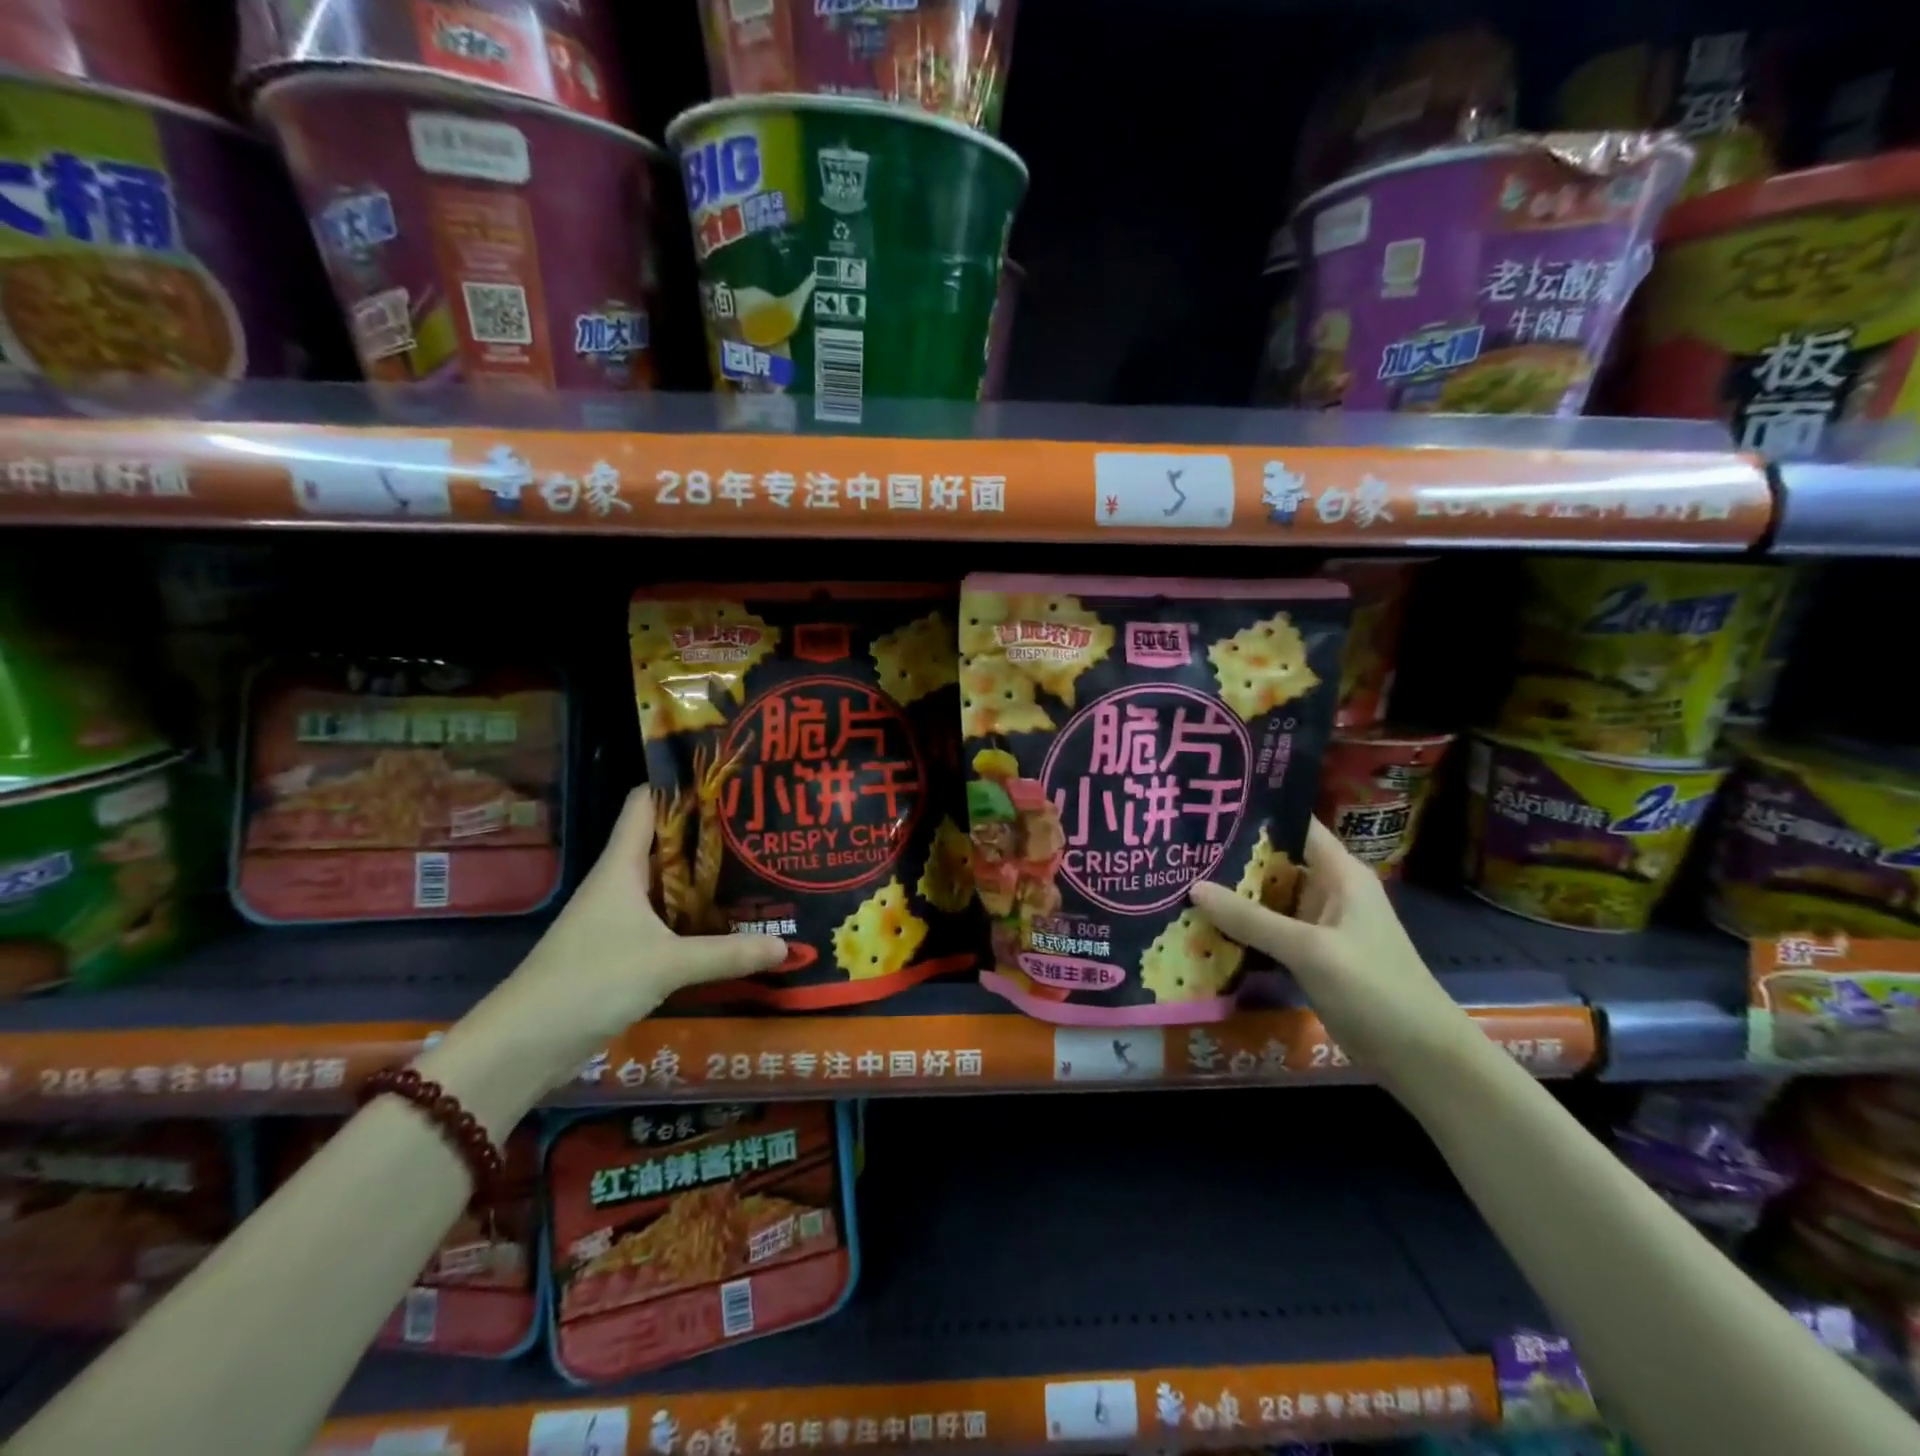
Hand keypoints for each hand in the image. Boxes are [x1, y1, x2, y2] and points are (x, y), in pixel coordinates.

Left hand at [494, 789, 785, 1072]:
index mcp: (621, 867)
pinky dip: (694, 916)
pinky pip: (666, 920)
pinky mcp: (621, 951)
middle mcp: (620, 884)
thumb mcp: (667, 963)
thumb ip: (728, 954)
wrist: (526, 1044)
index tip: (725, 778)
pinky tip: (728, 922)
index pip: (645, 803)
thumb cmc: (591, 981)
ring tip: (756, 867)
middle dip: (707, 833)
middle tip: (759, 825)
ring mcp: (618, 918)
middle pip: (665, 842)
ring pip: (668, 884)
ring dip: (704, 877)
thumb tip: (786, 945)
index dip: (680, 784)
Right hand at [1190, 819, 1471, 1070]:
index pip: (1295, 825)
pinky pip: (1269, 929)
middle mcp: (1329, 890)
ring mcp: (1319, 924)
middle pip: (1274, 861)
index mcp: (1340, 873)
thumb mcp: (1309, 949)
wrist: (1420, 1057)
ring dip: (1232, 893)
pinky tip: (1204, 923)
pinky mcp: (1311, 954)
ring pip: (1268, 897)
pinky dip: (1242, 925)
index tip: (1209, 809)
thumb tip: (1194, 887)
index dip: (1256, 814)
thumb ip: (1251, 918)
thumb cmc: (1374, 988)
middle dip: (1231, 856)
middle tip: (1179, 847)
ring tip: (1179, 878)